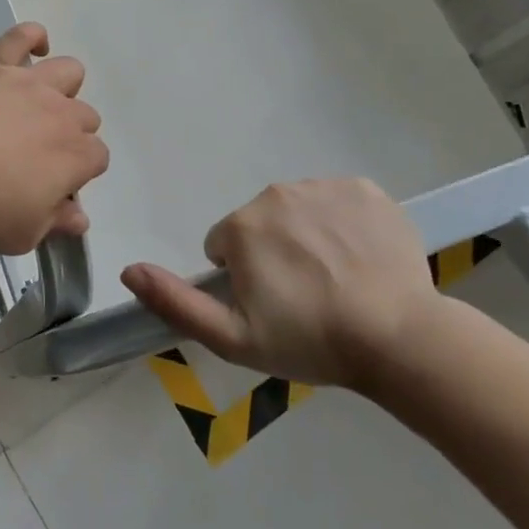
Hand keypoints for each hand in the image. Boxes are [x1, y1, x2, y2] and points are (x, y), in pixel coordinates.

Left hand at [0, 23, 108, 253]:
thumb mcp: (18, 234)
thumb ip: (54, 224)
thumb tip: (78, 217)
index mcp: (75, 156)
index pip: (97, 160)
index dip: (77, 176)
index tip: (50, 191)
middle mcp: (62, 113)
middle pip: (86, 117)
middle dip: (71, 136)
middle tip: (35, 157)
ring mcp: (30, 83)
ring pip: (70, 72)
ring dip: (63, 89)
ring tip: (37, 107)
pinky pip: (23, 35)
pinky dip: (32, 38)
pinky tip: (32, 50)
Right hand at [120, 178, 438, 387]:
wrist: (401, 339)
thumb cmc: (311, 341)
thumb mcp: (232, 338)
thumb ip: (175, 301)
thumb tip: (128, 271)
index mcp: (241, 226)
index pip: (225, 245)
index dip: (243, 278)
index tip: (272, 306)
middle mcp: (276, 194)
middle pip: (260, 223)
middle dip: (273, 252)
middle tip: (304, 296)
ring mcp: (324, 187)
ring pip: (298, 210)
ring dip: (306, 236)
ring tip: (336, 279)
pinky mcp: (365, 189)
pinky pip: (338, 201)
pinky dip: (343, 223)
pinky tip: (361, 258)